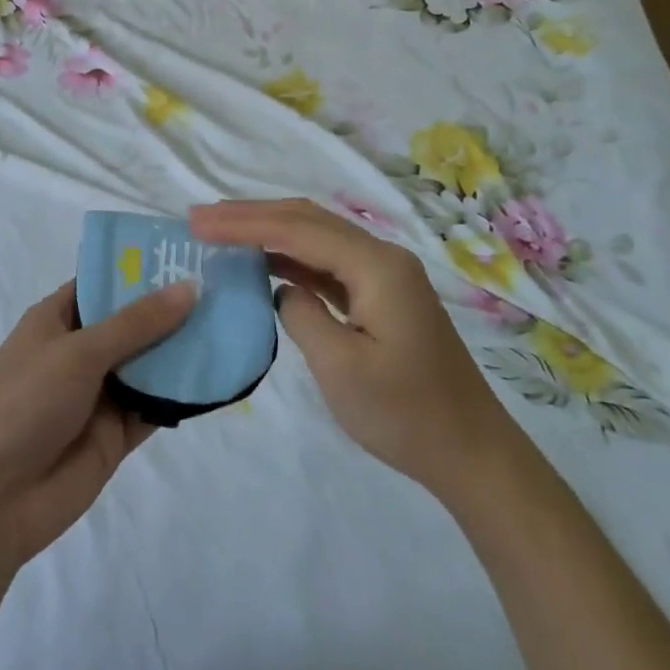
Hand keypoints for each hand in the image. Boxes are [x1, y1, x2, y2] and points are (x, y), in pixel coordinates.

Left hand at [0, 281, 194, 570]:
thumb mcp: (80, 352)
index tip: (185, 254)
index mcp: (56, 320)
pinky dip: (181, 393)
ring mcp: (99, 394)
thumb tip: (189, 287)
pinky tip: (219, 375)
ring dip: (181, 349)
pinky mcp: (116, 433)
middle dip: (170, 309)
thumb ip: (136, 323)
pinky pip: (154, 405)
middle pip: (131, 322)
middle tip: (223, 286)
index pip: (101, 283)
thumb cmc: (27, 403)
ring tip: (231, 324)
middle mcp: (79, 352)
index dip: (138, 270)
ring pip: (148, 363)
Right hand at [190, 198, 515, 500]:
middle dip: (251, 215)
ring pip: (316, 236)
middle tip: (201, 219)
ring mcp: (384, 275)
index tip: (197, 224)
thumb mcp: (341, 367)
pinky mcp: (381, 295)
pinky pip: (327, 263)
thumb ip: (301, 315)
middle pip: (306, 219)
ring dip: (269, 231)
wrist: (472, 453)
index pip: (296, 229)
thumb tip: (283, 290)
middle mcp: (381, 256)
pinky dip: (290, 257)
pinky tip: (264, 262)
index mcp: (376, 266)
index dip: (243, 223)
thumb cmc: (406, 414)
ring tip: (221, 232)